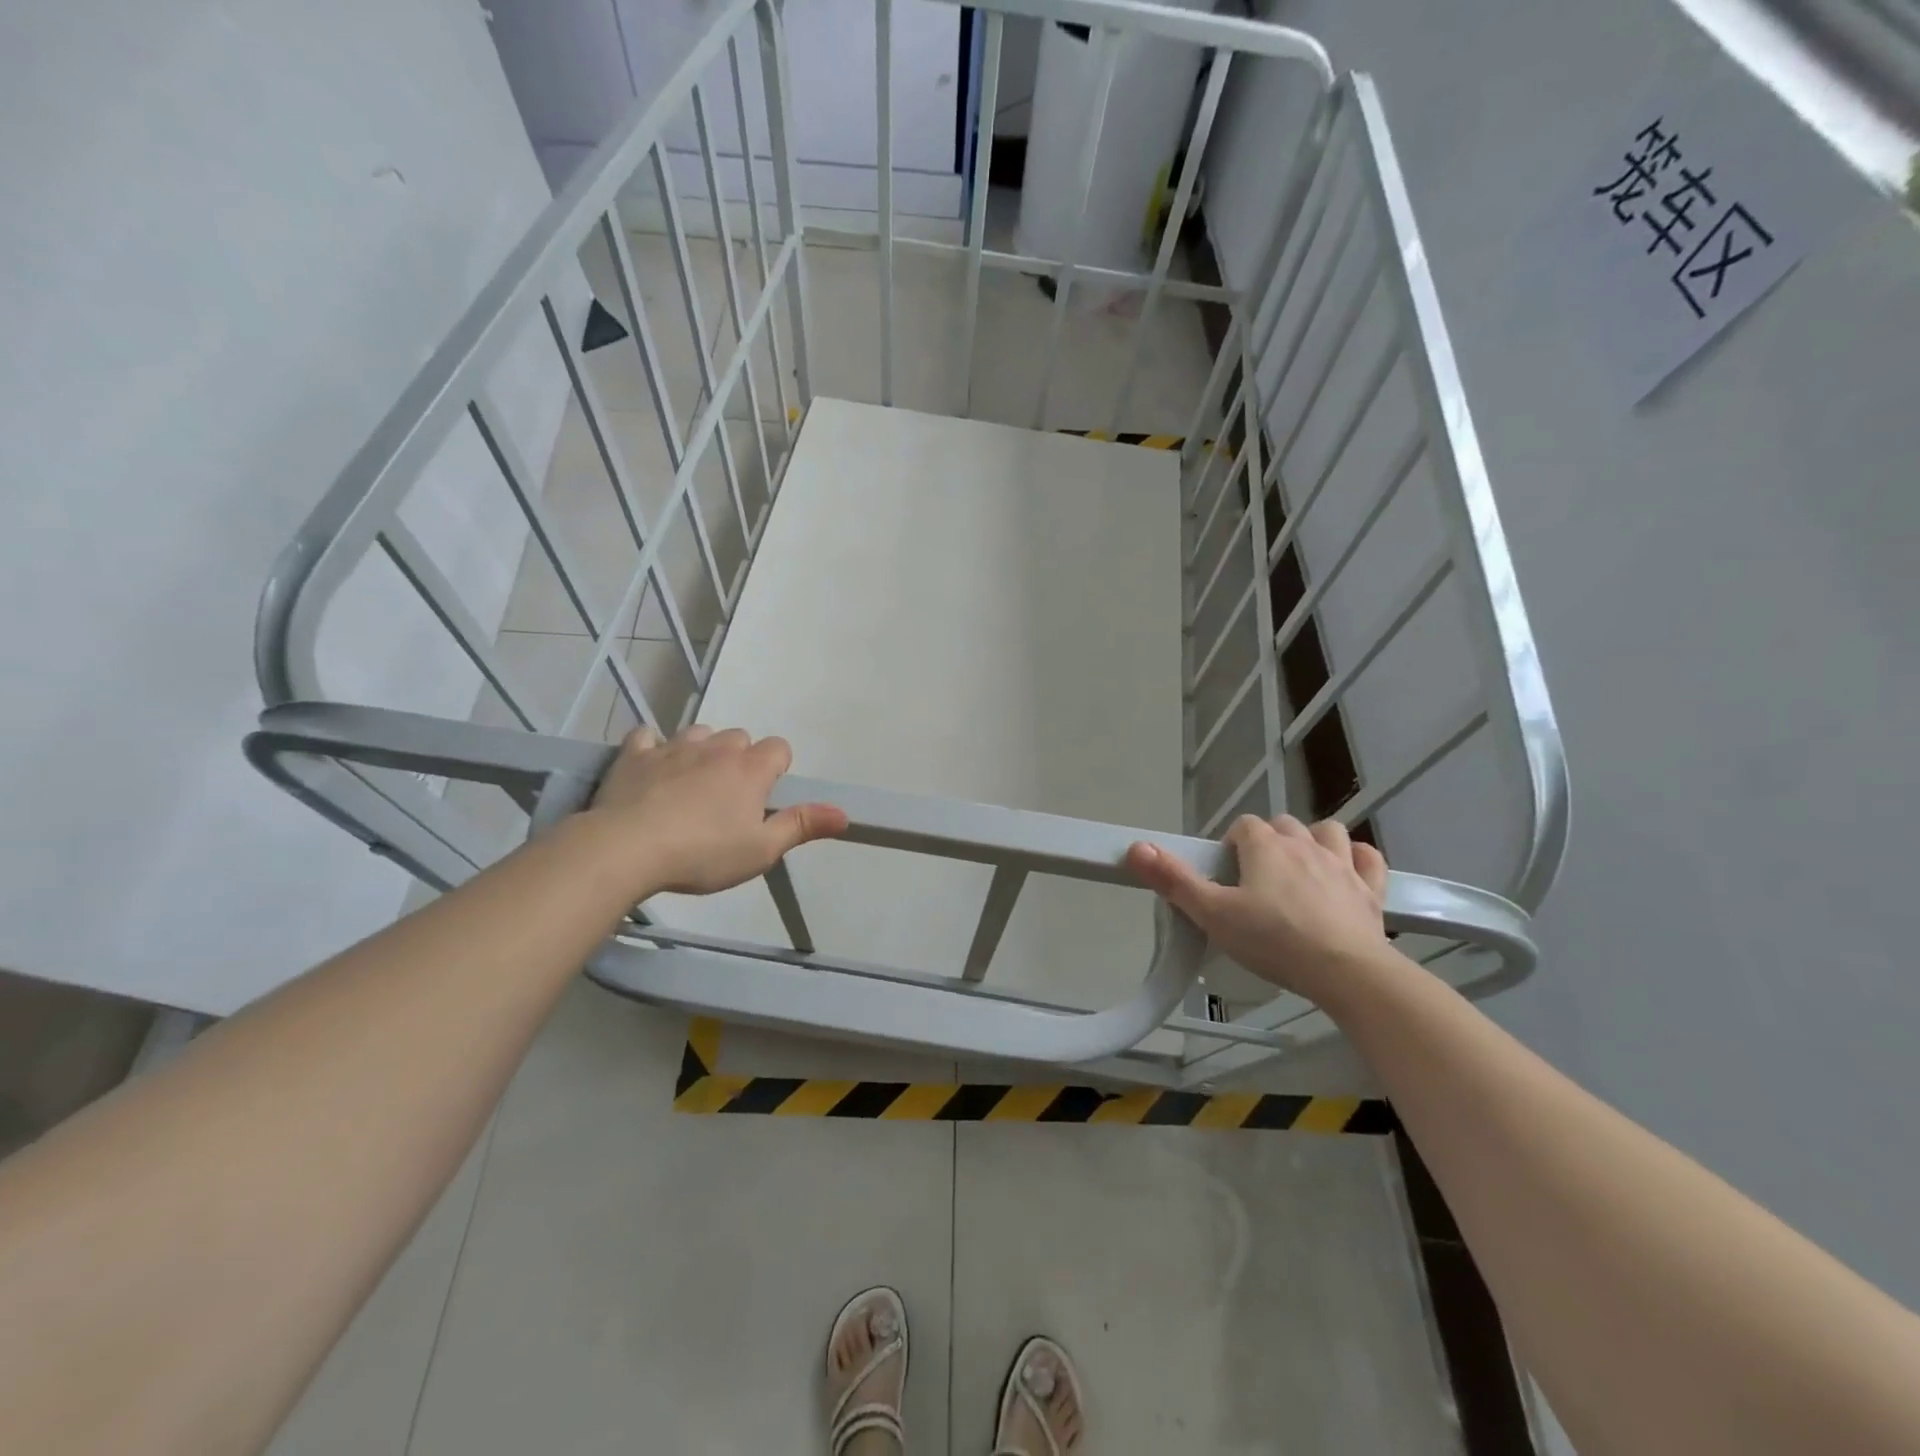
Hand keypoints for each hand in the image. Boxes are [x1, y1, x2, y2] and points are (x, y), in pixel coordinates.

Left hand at [585, 725, 847, 895]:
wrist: (627, 849)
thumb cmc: (703, 853)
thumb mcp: (761, 850)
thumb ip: (802, 826)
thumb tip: (844, 813)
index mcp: (750, 769)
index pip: (778, 748)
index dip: (776, 768)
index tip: (765, 796)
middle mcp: (716, 748)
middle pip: (739, 737)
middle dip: (740, 759)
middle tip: (728, 798)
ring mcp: (674, 747)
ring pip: (699, 733)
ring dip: (702, 750)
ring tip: (692, 784)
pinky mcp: (635, 755)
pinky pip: (648, 737)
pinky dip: (654, 748)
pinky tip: (652, 768)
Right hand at [1127, 814, 1391, 1006]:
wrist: (1346, 972)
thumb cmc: (1273, 941)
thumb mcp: (1212, 914)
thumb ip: (1174, 880)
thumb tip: (1135, 847)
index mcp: (1265, 846)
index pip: (1243, 826)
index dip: (1232, 846)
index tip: (1226, 876)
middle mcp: (1304, 844)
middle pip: (1283, 826)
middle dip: (1269, 842)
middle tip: (1256, 880)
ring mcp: (1343, 864)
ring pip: (1328, 832)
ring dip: (1314, 841)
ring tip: (1301, 868)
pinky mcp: (1371, 889)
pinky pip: (1368, 858)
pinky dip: (1357, 859)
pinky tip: (1347, 873)